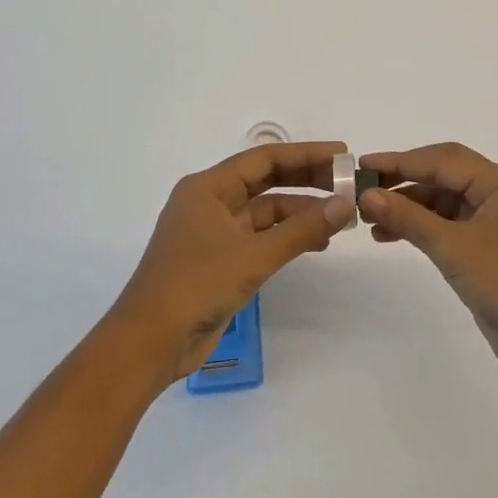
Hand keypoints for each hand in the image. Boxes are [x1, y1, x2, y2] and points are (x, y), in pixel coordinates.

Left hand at [106, 142, 354, 387]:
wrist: (150, 343)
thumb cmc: (195, 286)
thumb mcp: (253, 256)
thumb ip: (301, 229)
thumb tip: (345, 204)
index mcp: (207, 189)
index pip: (263, 159)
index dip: (304, 154)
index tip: (341, 154)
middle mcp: (210, 203)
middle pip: (265, 182)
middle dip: (306, 181)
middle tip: (347, 183)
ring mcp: (214, 233)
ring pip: (265, 213)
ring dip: (301, 213)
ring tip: (340, 218)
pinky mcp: (220, 261)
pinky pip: (261, 238)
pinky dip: (287, 237)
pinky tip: (317, 243)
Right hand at [358, 143, 497, 381]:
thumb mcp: (453, 247)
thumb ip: (408, 218)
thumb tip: (367, 195)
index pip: (444, 161)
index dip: (400, 162)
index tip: (362, 164)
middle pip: (446, 176)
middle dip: (404, 182)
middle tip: (363, 189)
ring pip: (447, 202)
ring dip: (411, 208)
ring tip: (370, 218)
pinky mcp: (495, 246)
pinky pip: (453, 225)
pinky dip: (425, 228)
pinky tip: (392, 235)